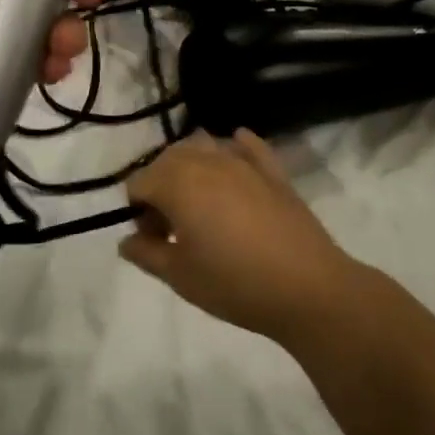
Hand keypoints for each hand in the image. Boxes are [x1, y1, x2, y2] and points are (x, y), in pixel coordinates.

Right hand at [122, 130, 367, 343]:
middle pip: (167, 160)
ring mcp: (242, 161)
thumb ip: (146, 254)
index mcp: (177, 183)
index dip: (138, 212)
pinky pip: (246, 146)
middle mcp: (206, 160)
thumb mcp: (179, 276)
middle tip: (174, 229)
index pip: (138, 183)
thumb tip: (126, 241)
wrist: (308, 288)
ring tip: (200, 205)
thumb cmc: (234, 283)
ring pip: (202, 146)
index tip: (153, 242)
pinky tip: (234, 163)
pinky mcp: (273, 169)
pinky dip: (234, 149)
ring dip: (191, 168)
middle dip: (161, 188)